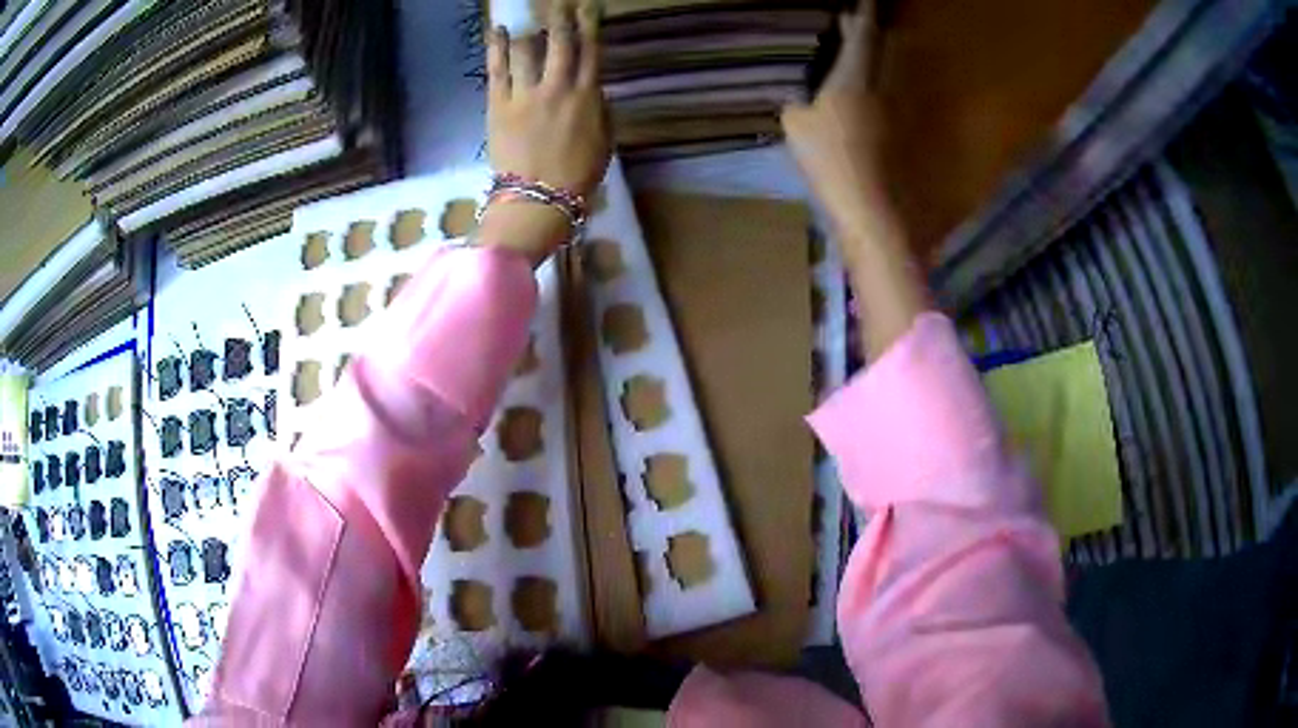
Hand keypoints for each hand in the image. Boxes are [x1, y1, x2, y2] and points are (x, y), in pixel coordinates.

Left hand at [480, 0, 610, 264]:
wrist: (538, 200)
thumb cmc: (577, 176)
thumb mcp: (604, 142)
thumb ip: (600, 109)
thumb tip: (594, 88)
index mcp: (587, 96)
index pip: (589, 50)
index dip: (589, 24)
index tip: (587, 7)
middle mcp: (557, 86)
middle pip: (559, 41)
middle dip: (559, 16)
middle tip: (558, 2)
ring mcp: (525, 94)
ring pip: (525, 49)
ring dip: (526, 28)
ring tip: (523, 14)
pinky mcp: (498, 105)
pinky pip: (496, 69)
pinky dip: (495, 46)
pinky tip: (495, 30)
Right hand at [781, 11, 890, 238]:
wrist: (870, 206)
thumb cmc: (830, 158)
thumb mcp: (797, 126)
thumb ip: (795, 103)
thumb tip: (796, 99)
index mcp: (854, 74)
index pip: (863, 31)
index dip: (864, 12)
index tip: (865, 0)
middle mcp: (879, 84)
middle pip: (879, 46)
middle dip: (867, 29)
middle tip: (852, 19)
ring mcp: (891, 108)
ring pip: (881, 69)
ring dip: (869, 55)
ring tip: (850, 49)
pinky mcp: (894, 130)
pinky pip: (881, 92)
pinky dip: (869, 82)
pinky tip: (855, 91)